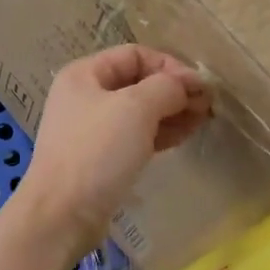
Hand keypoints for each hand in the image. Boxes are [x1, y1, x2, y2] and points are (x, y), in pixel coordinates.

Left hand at [15, 46, 211, 252]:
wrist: (62, 214)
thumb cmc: (97, 151)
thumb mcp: (136, 108)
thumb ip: (167, 87)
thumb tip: (189, 84)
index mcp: (84, 74)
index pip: (135, 54)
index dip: (170, 65)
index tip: (198, 87)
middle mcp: (85, 97)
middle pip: (138, 83)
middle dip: (174, 91)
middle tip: (207, 106)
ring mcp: (92, 129)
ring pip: (139, 112)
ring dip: (172, 112)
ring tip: (202, 121)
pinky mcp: (101, 158)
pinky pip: (135, 136)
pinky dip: (160, 133)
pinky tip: (184, 136)